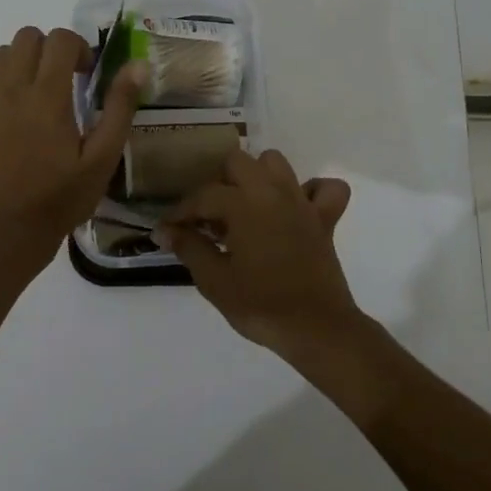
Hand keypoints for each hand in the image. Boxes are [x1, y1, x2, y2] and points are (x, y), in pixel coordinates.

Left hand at [0, 26, 143, 271]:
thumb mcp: (104, 155)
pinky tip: (4, 114)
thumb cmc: (63, 196)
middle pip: (25, 37)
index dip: (79, 47)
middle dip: (49, 48)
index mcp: (48, 94)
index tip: (88, 75)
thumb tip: (136, 64)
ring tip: (36, 92)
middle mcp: (12, 90)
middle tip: (65, 79)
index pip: (60, 38)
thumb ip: (120, 106)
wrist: (12, 233)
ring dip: (20, 63)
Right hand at [155, 149, 357, 353]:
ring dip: (256, 176)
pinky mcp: (325, 218)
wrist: (316, 328)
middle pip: (238, 162)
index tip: (168, 229)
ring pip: (276, 163)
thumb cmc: (261, 305)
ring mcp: (301, 201)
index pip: (203, 195)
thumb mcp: (215, 281)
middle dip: (218, 182)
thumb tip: (166, 230)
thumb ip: (189, 248)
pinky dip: (310, 191)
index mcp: (243, 204)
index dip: (181, 212)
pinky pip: (325, 189)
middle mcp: (272, 192)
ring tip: (244, 206)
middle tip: (208, 216)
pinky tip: (295, 208)